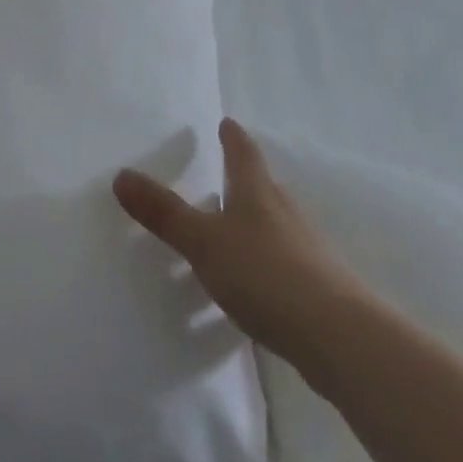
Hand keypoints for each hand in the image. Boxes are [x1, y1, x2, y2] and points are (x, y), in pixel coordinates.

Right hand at [114, 118, 362, 356]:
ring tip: (228, 235)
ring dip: (253, 226)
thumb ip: (164, 213)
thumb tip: (121, 175)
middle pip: (263, 187)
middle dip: (243, 181)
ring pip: (274, 227)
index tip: (226, 123)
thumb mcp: (203, 241)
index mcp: (257, 192)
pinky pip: (283, 265)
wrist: (341, 338)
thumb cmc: (265, 273)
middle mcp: (285, 213)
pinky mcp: (318, 290)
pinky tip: (251, 287)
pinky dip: (263, 266)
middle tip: (220, 178)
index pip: (244, 152)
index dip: (233, 137)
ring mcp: (307, 251)